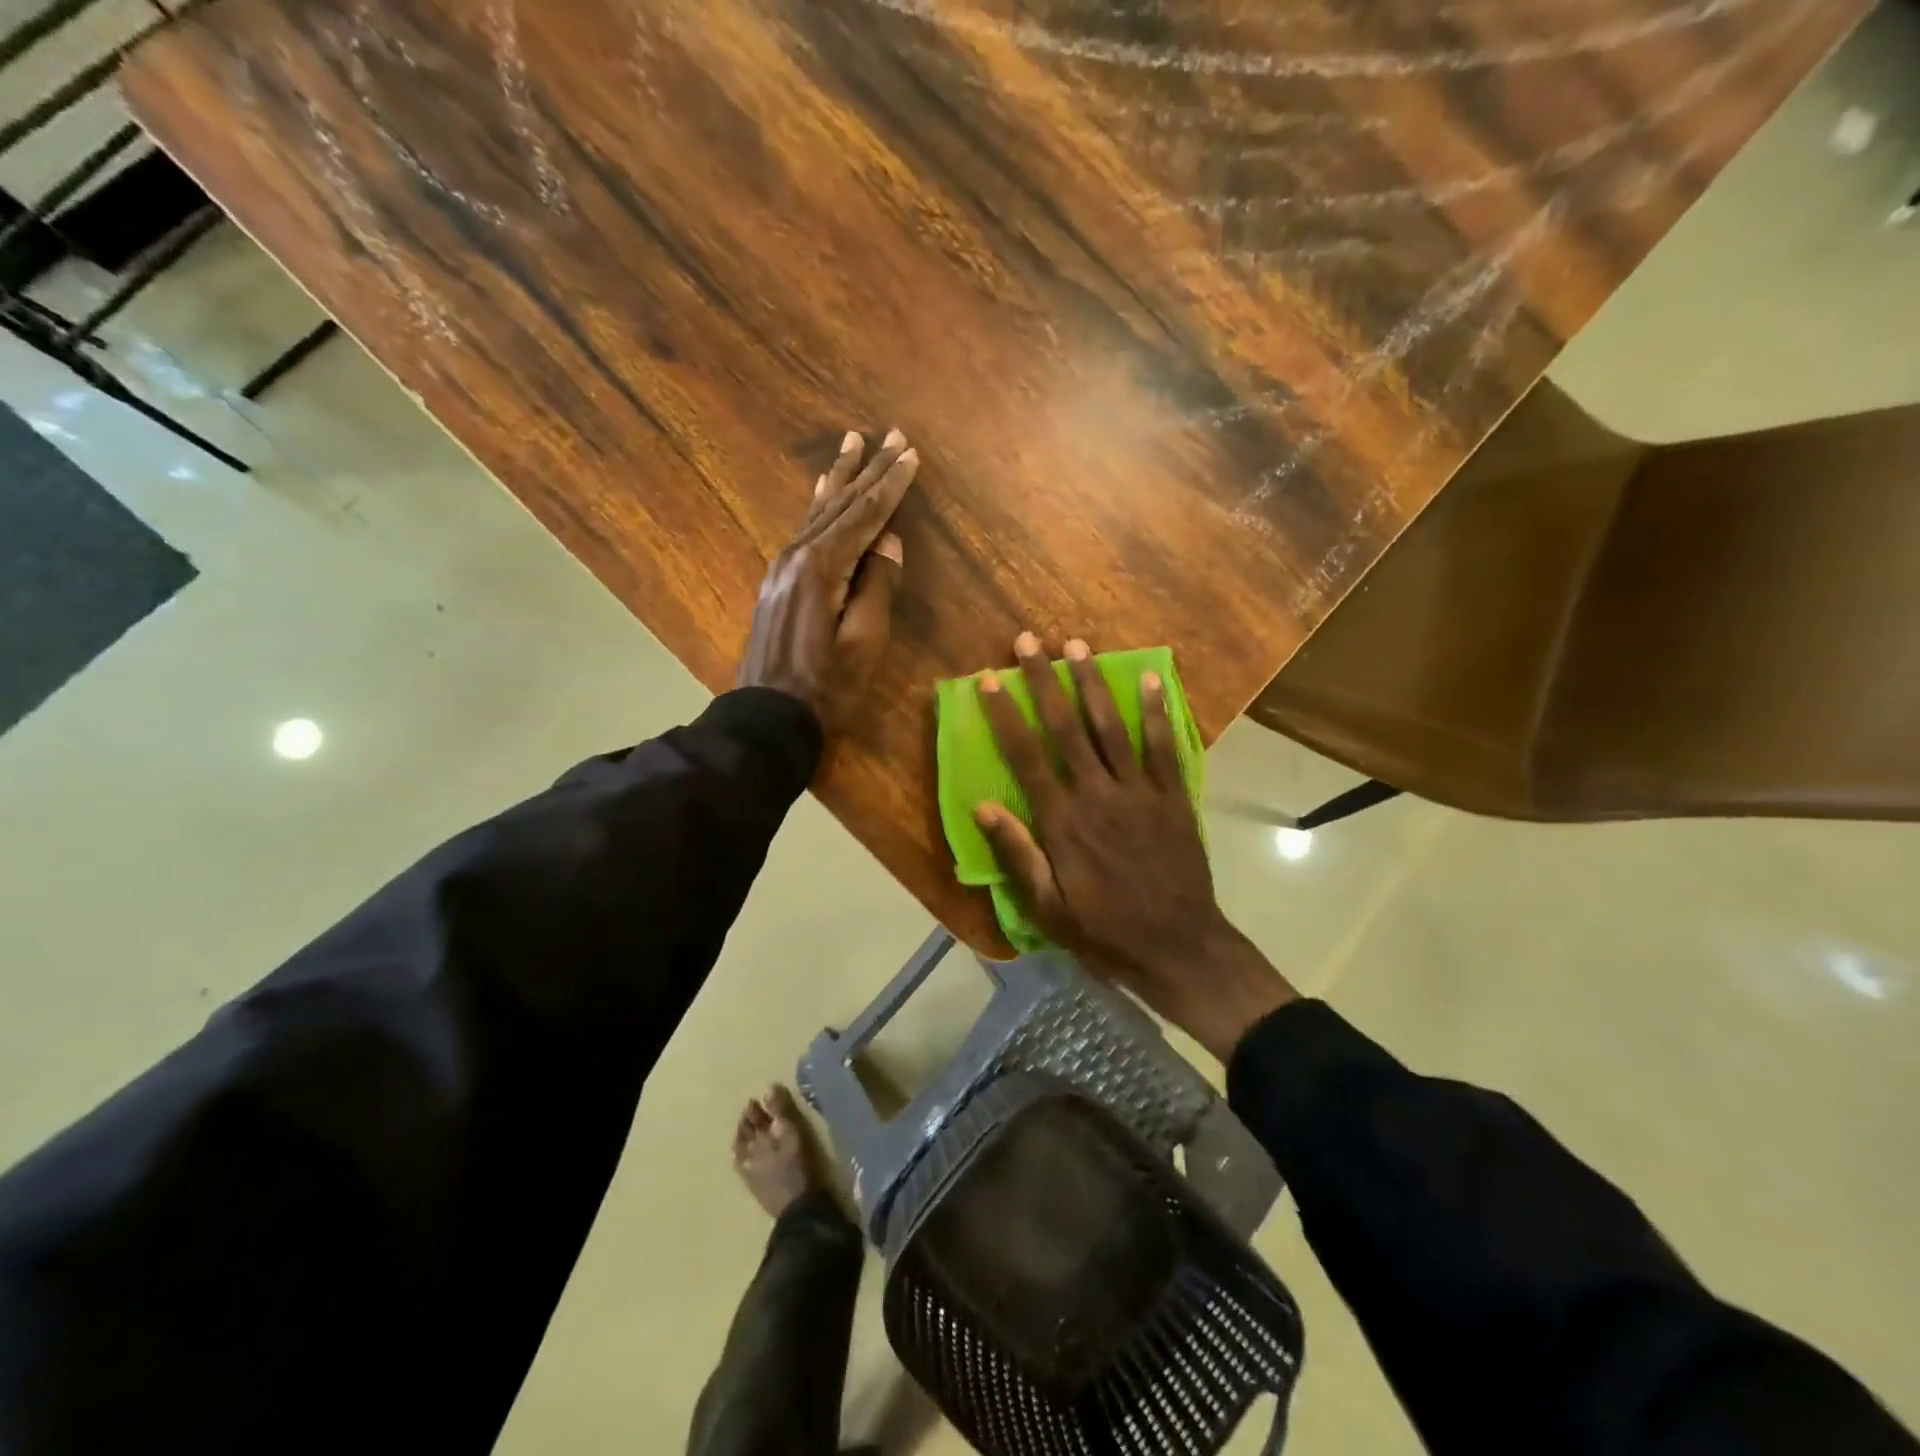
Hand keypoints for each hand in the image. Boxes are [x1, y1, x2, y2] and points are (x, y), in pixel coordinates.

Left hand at [737, 430, 918, 734]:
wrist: (768, 715)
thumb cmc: (826, 686)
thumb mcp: (864, 641)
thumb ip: (878, 586)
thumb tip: (890, 542)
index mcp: (821, 567)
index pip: (865, 516)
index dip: (891, 486)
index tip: (911, 454)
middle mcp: (797, 555)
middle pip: (840, 504)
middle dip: (868, 469)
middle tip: (891, 435)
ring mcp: (782, 566)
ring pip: (818, 511)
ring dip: (841, 477)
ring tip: (854, 442)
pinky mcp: (778, 581)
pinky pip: (804, 529)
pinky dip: (819, 504)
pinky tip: (822, 491)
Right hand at [974, 633, 1297, 1061]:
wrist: (1179, 947)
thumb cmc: (1104, 931)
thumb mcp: (1048, 907)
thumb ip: (1016, 854)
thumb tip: (980, 805)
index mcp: (1063, 821)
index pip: (1026, 756)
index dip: (1005, 715)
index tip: (989, 680)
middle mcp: (1098, 794)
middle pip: (1067, 727)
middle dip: (1045, 681)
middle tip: (1030, 641)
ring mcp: (1139, 791)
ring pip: (1111, 726)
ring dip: (1093, 683)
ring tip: (1077, 645)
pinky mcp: (1172, 796)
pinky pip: (1163, 746)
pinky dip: (1156, 711)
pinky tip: (1150, 678)